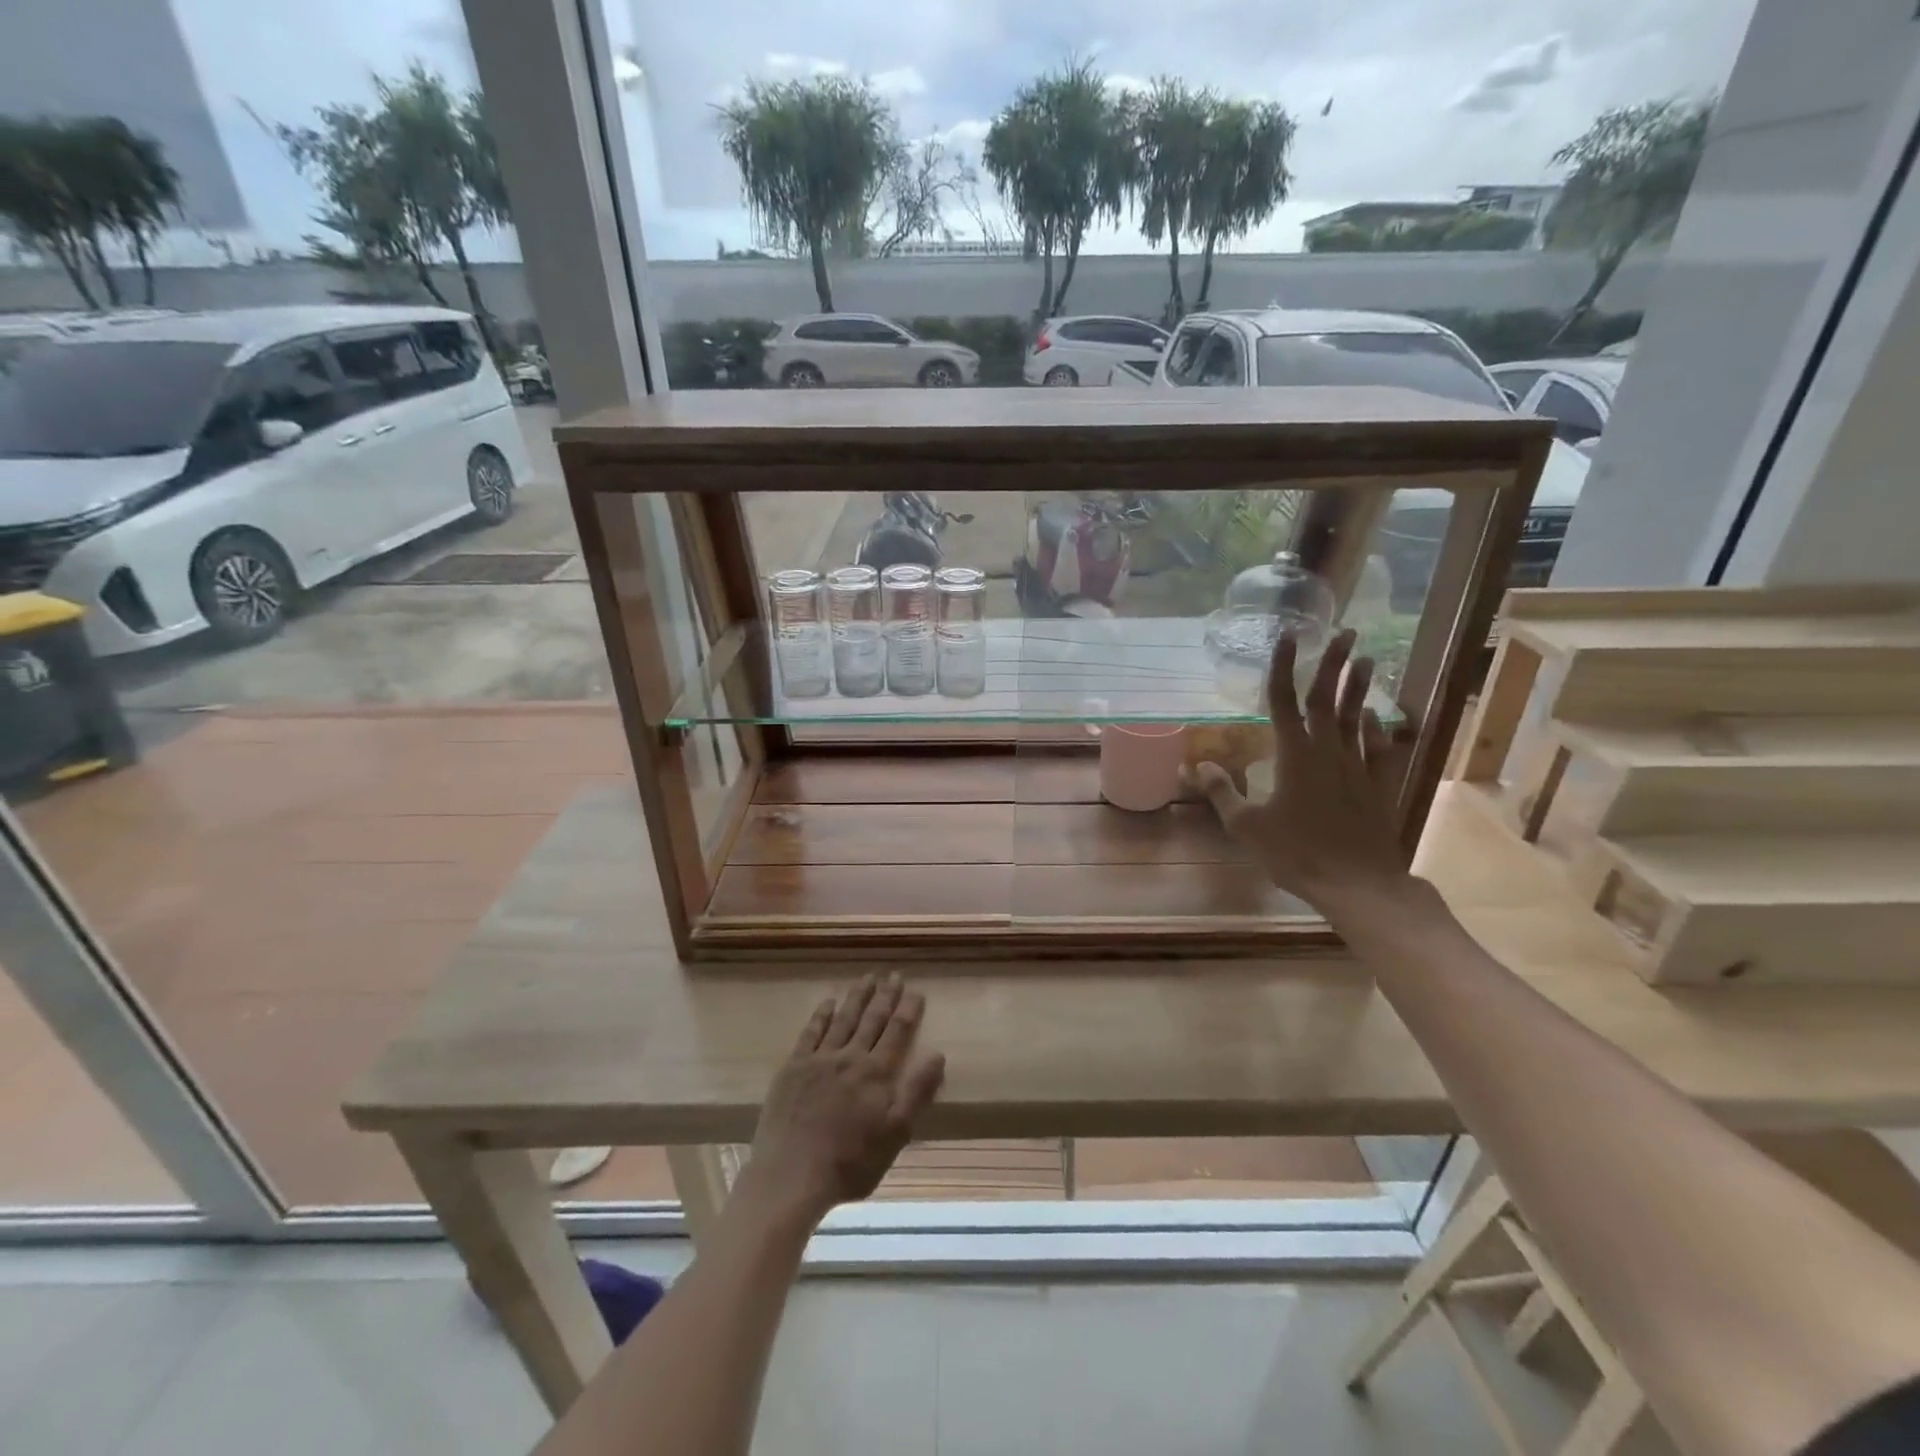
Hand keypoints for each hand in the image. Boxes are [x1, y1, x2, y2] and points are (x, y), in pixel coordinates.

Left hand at [735, 975, 944, 1228]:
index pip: (897, 1032)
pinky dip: (821, 1014)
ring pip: (843, 1019)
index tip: (916, 990)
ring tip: (867, 977)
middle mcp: (850, 1057)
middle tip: (894, 975)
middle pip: (872, 1019)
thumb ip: (917, 1093)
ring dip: (857, 997)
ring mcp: (819, 1059)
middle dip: (885, 996)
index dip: (908, 1010)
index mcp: (877, 1073)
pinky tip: (828, 1001)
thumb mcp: (895, 1135)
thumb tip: (938, 1054)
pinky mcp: (793, 1067)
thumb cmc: (850, 1163)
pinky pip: (811, 1032)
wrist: (791, 1176)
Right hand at [1196, 628, 1412, 917]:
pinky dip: (1379, 728)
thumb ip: (1222, 792)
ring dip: (1361, 687)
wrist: (1356, 883)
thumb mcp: (1247, 826)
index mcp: (1294, 755)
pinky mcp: (1378, 784)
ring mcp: (1357, 766)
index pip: (1284, 700)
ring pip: (1359, 716)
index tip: (1286, 638)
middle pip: (1328, 698)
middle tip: (1345, 632)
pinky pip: (1381, 748)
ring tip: (1368, 658)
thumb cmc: (1296, 853)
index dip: (1283, 667)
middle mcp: (1328, 750)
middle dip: (1334, 663)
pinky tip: (1377, 717)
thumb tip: (1197, 766)